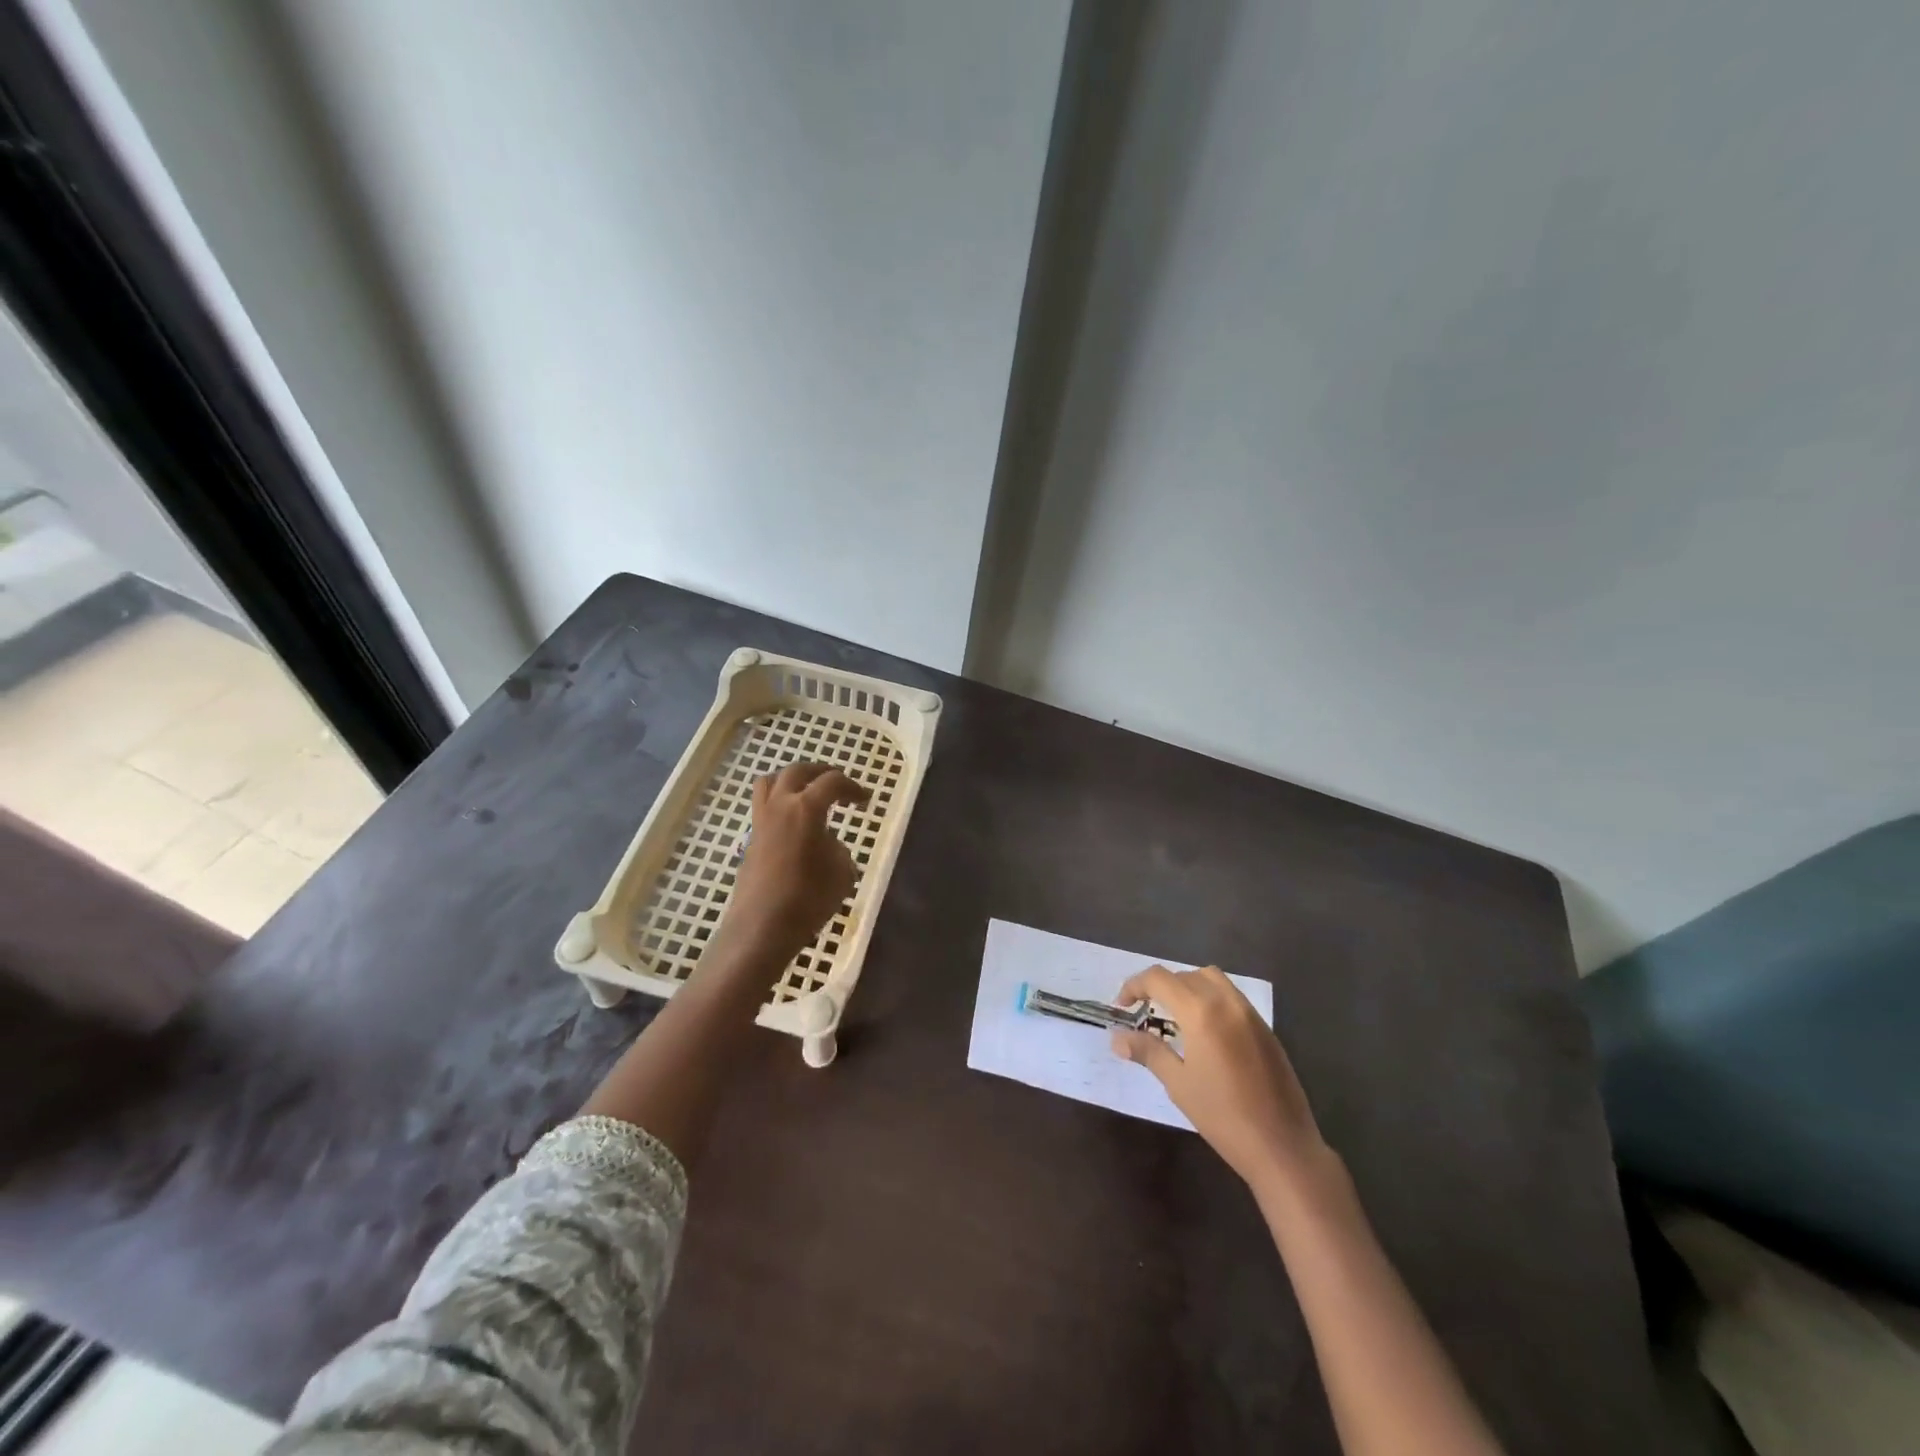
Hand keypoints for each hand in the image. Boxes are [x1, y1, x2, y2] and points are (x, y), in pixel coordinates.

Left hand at [720, 761, 868, 960]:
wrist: (761, 927)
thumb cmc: (808, 899)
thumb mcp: (842, 873)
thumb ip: (838, 848)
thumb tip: (826, 843)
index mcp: (806, 808)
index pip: (832, 782)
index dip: (852, 787)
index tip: (865, 799)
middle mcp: (780, 806)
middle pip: (797, 771)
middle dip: (820, 772)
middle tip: (837, 783)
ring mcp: (761, 821)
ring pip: (770, 782)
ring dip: (792, 780)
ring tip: (808, 792)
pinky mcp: (751, 839)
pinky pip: (764, 805)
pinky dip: (781, 802)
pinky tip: (794, 823)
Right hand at [1111, 965, 1327, 1192]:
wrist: (1283, 1147)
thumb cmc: (1223, 1116)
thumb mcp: (1178, 1083)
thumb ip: (1147, 1051)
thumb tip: (1117, 1037)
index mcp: (1201, 1012)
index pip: (1159, 979)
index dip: (1134, 986)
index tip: (1122, 1007)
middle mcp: (1226, 1002)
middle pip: (1184, 975)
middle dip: (1159, 987)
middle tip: (1145, 1013)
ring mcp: (1250, 1014)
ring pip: (1211, 980)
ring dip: (1187, 987)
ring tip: (1175, 1016)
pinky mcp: (1265, 1029)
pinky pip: (1231, 997)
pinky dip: (1210, 999)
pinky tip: (1205, 1033)